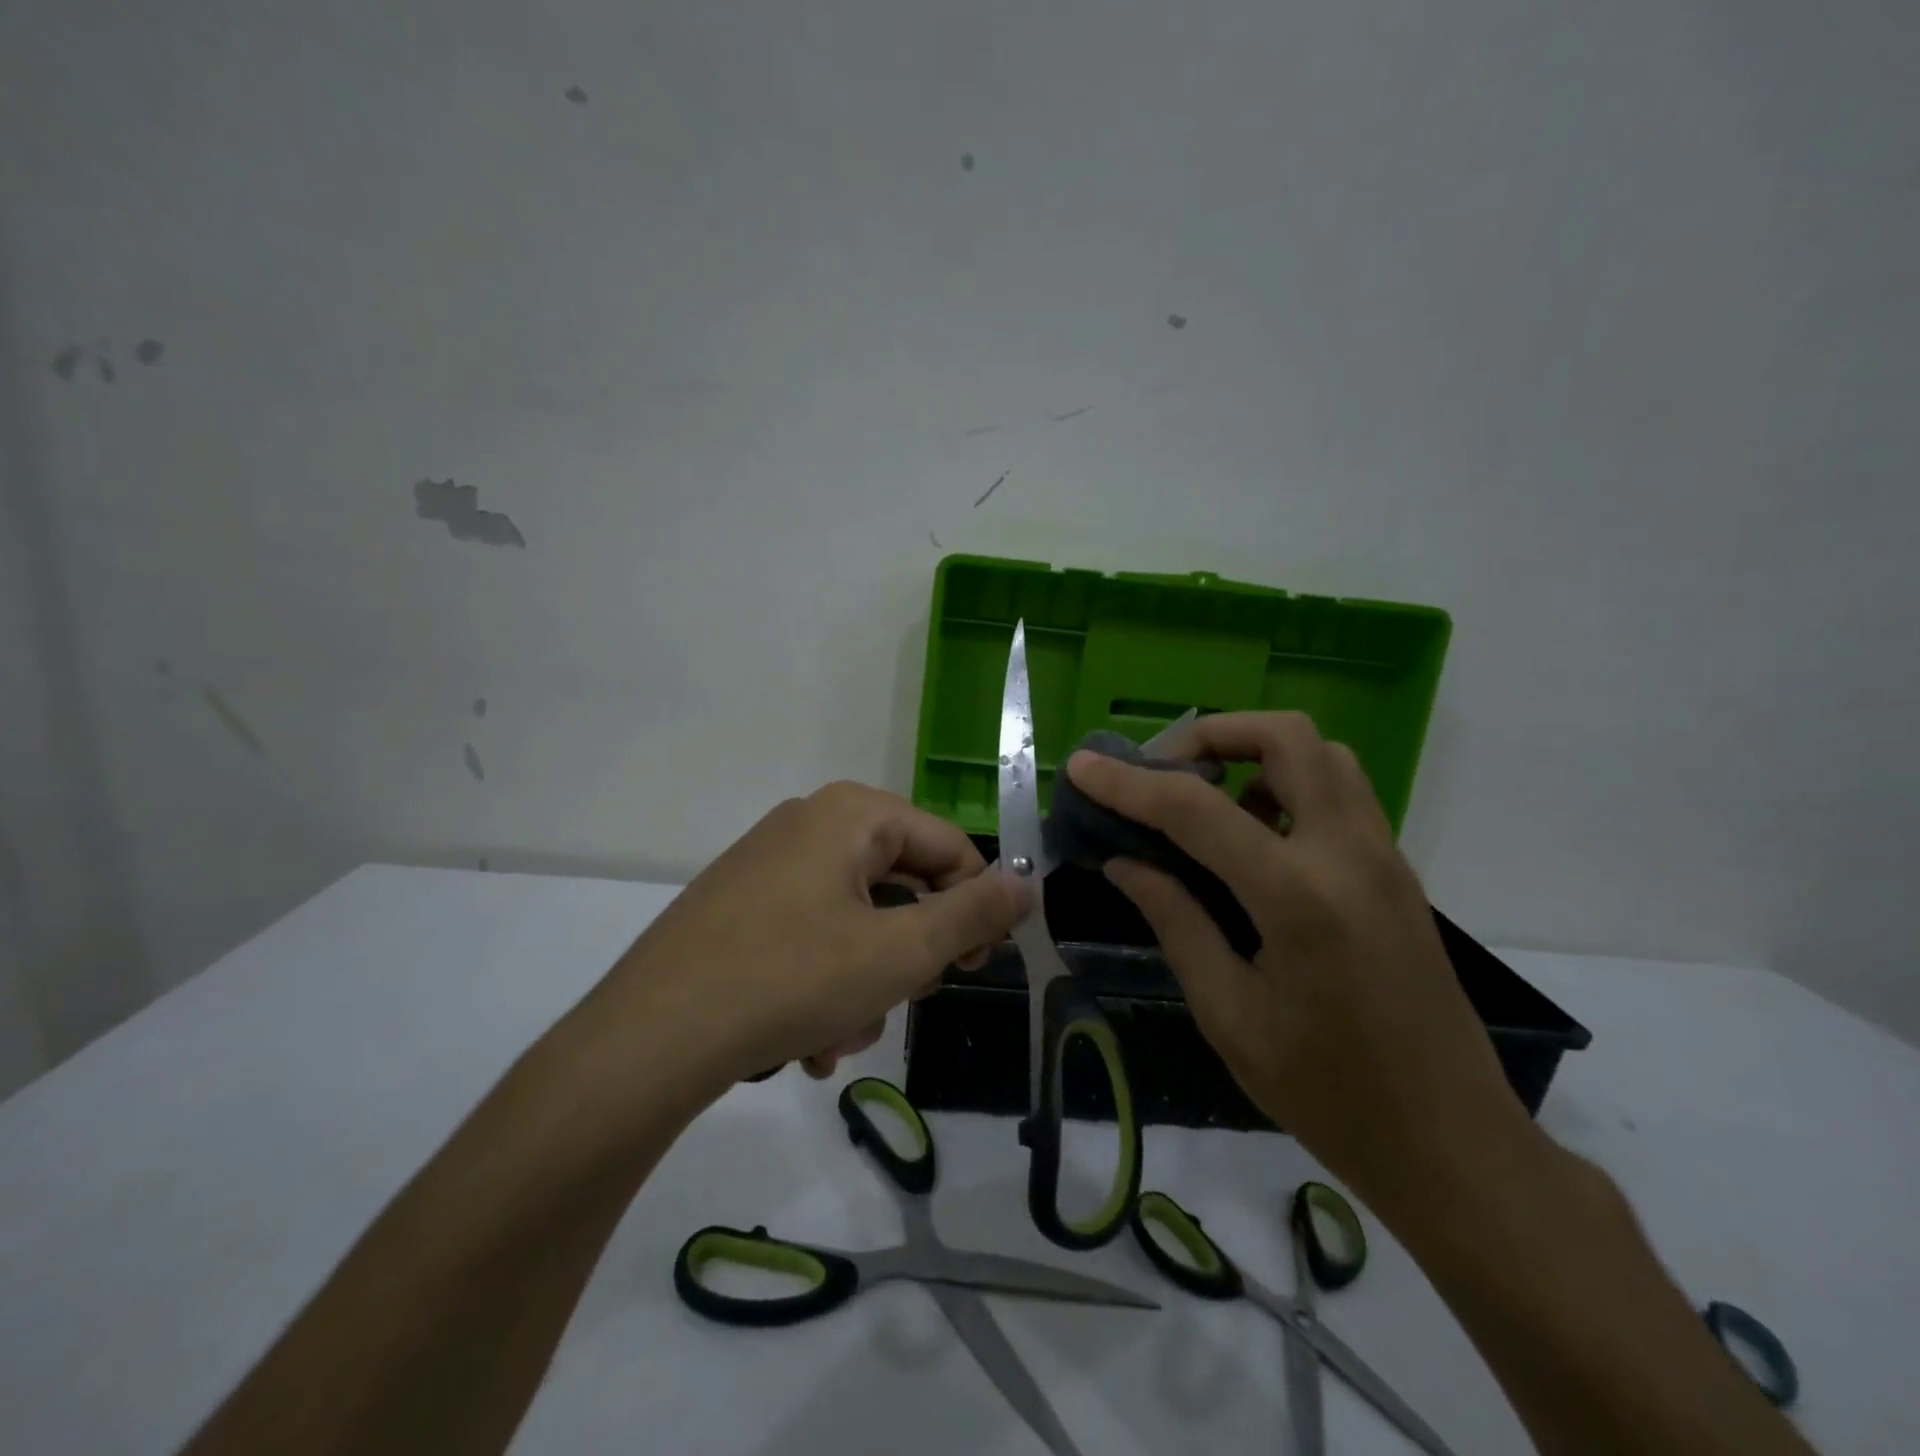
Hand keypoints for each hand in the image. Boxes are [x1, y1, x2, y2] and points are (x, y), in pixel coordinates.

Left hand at [591, 781, 1029, 1092]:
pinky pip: (810, 936)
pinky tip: (804, 1041)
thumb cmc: (792, 979)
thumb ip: (973, 913)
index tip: (975, 967)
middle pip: (899, 885)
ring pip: (855, 921)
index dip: (975, 907)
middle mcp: (809, 824)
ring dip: (864, 983)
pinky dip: (822, 985)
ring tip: (838, 1036)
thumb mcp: (900, 951)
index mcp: (852, 814)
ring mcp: (768, 864)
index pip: (949, 847)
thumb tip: (1026, 883)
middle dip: (906, 955)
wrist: (649, 1038)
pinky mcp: (740, 905)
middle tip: (900, 1001)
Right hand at [1065, 712, 1529, 1210]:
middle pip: (1286, 736)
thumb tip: (1122, 862)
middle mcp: (1349, 854)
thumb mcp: (1230, 1016)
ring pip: (1321, 754)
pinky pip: (1338, 792)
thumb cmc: (1330, 1095)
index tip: (1082, 768)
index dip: (1129, 783)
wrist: (1454, 1145)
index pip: (1197, 809)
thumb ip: (1175, 921)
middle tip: (1162, 774)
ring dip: (1254, 755)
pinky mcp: (1396, 870)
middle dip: (1211, 735)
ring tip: (1204, 802)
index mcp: (1299, 898)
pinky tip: (1251, 839)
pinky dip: (1285, 786)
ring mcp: (1383, 856)